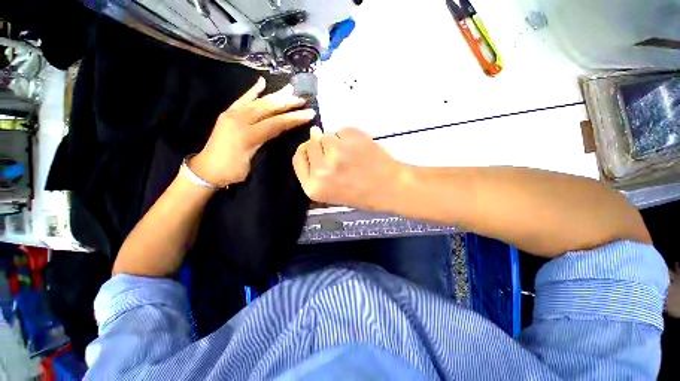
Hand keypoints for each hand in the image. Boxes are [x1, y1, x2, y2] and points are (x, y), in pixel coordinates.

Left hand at [191, 78, 315, 186]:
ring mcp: (232, 114)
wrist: (206, 169)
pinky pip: (242, 99)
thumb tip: (277, 130)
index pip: (276, 123)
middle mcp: (239, 120)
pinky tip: (261, 83)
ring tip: (290, 89)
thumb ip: (263, 143)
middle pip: (268, 109)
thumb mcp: (251, 161)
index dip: (294, 118)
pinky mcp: (228, 113)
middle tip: (303, 100)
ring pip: (258, 102)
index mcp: (247, 135)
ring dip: (275, 95)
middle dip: (287, 104)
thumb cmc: (232, 171)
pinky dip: (252, 91)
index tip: (309, 114)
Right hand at [293, 126, 405, 209]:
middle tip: (341, 156)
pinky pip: (342, 130)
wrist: (390, 188)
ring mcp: (336, 153)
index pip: (298, 159)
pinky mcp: (351, 138)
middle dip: (323, 147)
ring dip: (337, 142)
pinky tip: (360, 149)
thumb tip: (313, 134)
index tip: (314, 149)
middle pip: (311, 144)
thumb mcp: (331, 192)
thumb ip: (316, 170)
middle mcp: (321, 170)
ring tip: (353, 154)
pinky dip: (349, 137)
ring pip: (327, 135)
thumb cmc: (361, 194)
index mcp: (314, 187)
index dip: (306, 151)